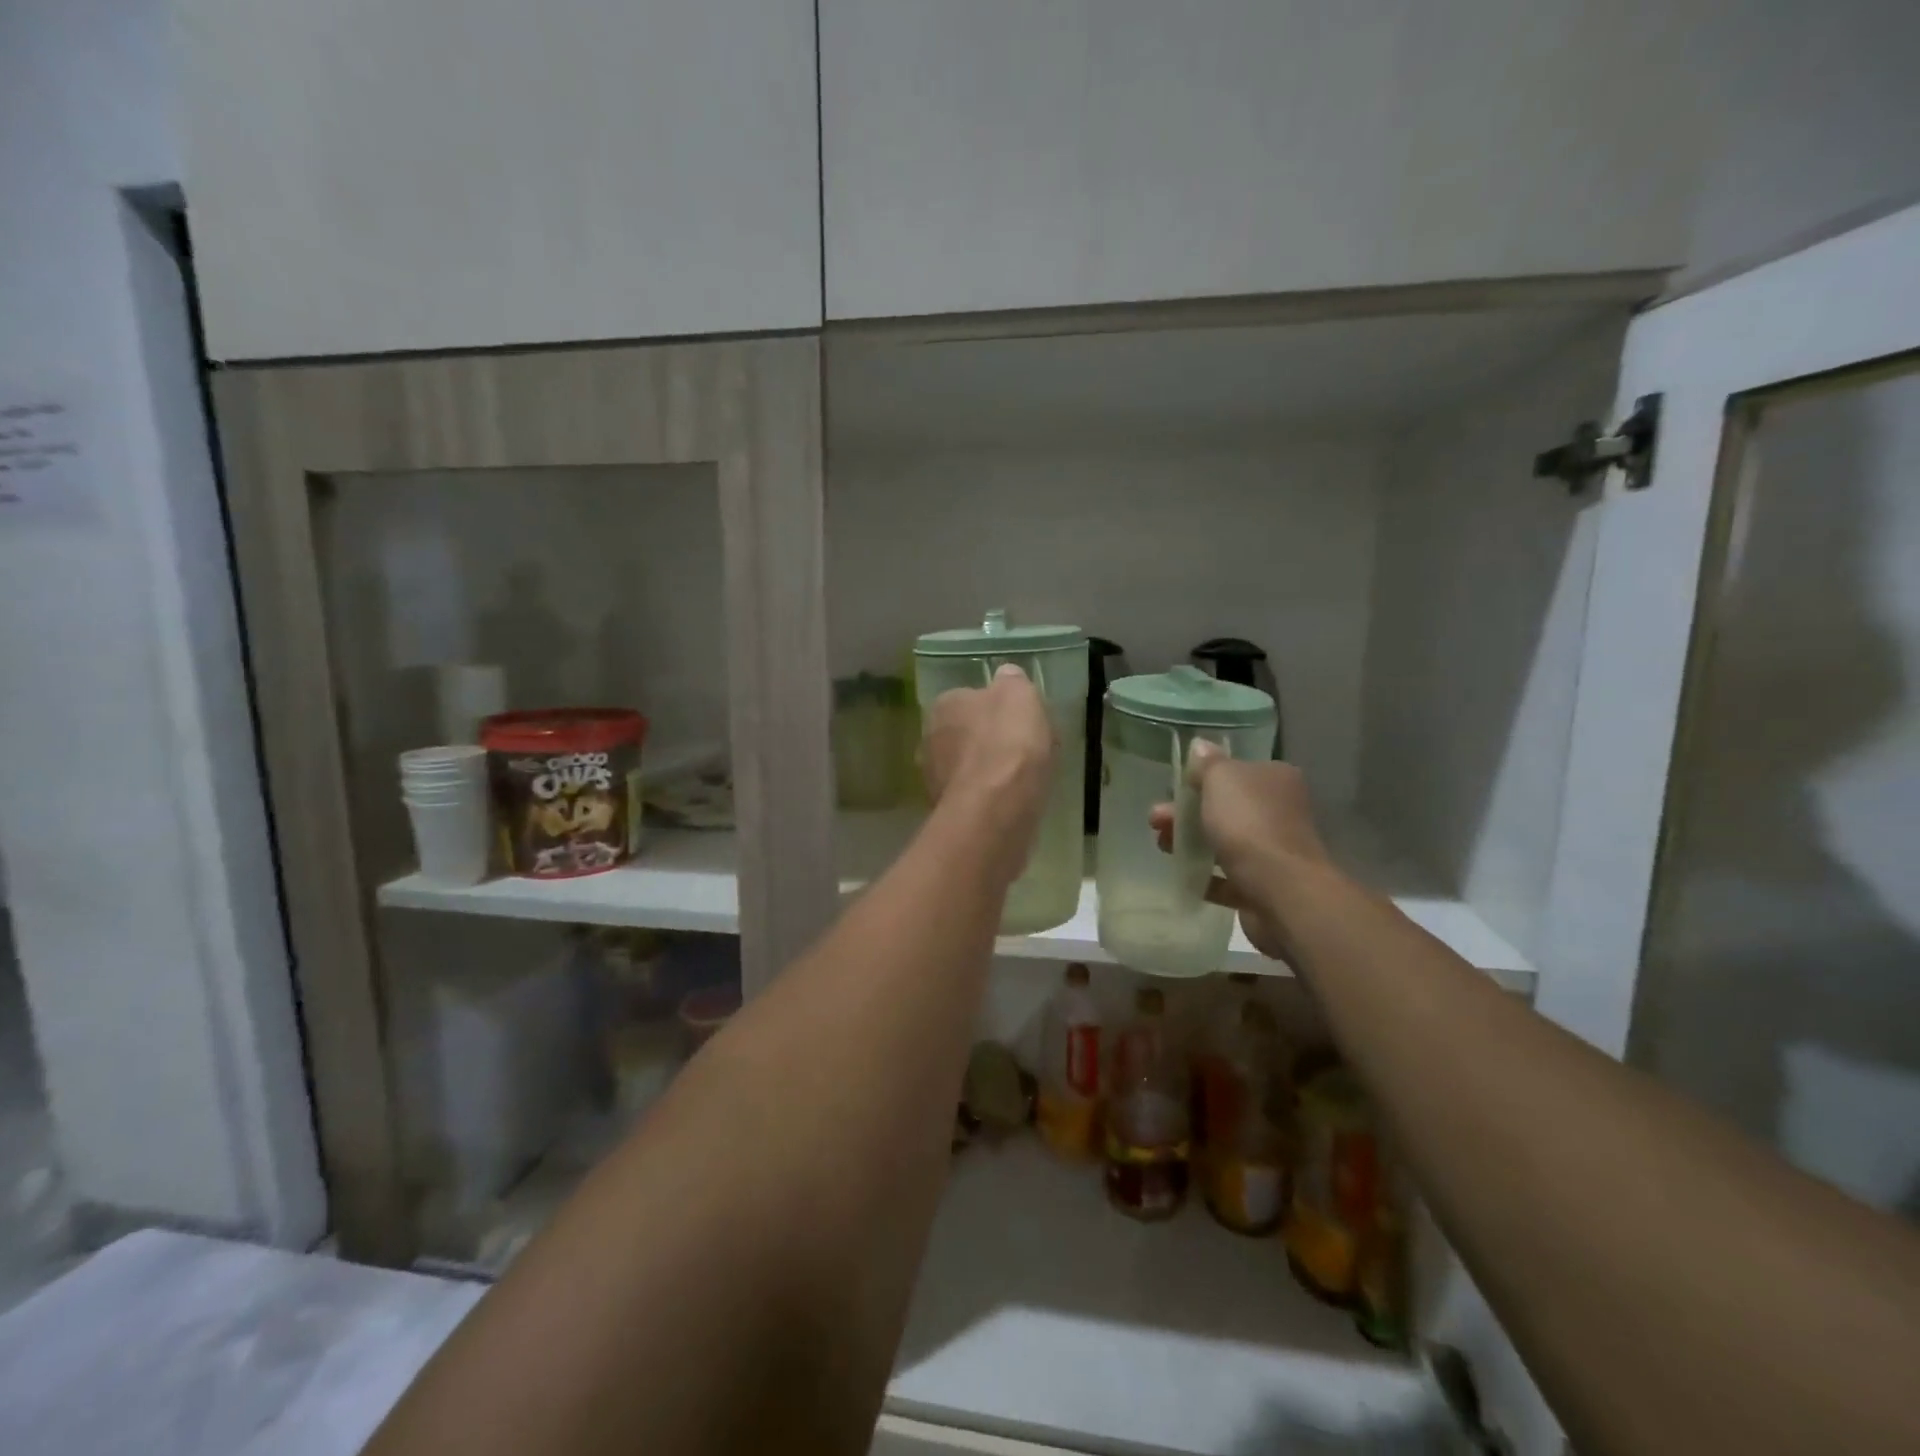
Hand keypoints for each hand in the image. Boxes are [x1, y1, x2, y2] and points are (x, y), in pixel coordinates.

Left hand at [922, 664, 1056, 852]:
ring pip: (968, 766)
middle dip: (989, 741)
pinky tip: (1010, 801)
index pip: (969, 698)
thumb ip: (1012, 681)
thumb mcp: (1020, 695)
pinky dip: (989, 796)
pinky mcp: (945, 810)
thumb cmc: (1008, 743)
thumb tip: (1006, 676)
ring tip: (1022, 779)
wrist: (995, 808)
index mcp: (943, 705)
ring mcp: (933, 777)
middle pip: (966, 733)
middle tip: (1023, 751)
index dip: (997, 709)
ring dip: (989, 771)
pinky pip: (973, 795)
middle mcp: (929, 738)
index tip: (1021, 721)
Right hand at [1149, 746, 1331, 961]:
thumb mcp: (1221, 779)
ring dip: (1190, 842)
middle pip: (1225, 807)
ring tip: (1161, 846)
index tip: (1174, 788)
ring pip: (1224, 841)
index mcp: (1275, 779)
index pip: (1236, 772)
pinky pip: (1228, 877)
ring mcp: (1274, 850)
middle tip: (1156, 820)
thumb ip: (1208, 763)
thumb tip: (1200, 746)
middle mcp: (1280, 811)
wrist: (1280, 890)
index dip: (1202, 778)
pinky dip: (1205, 876)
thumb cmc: (1249, 823)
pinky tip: (1183, 876)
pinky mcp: (1264, 885)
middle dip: (1187, 812)